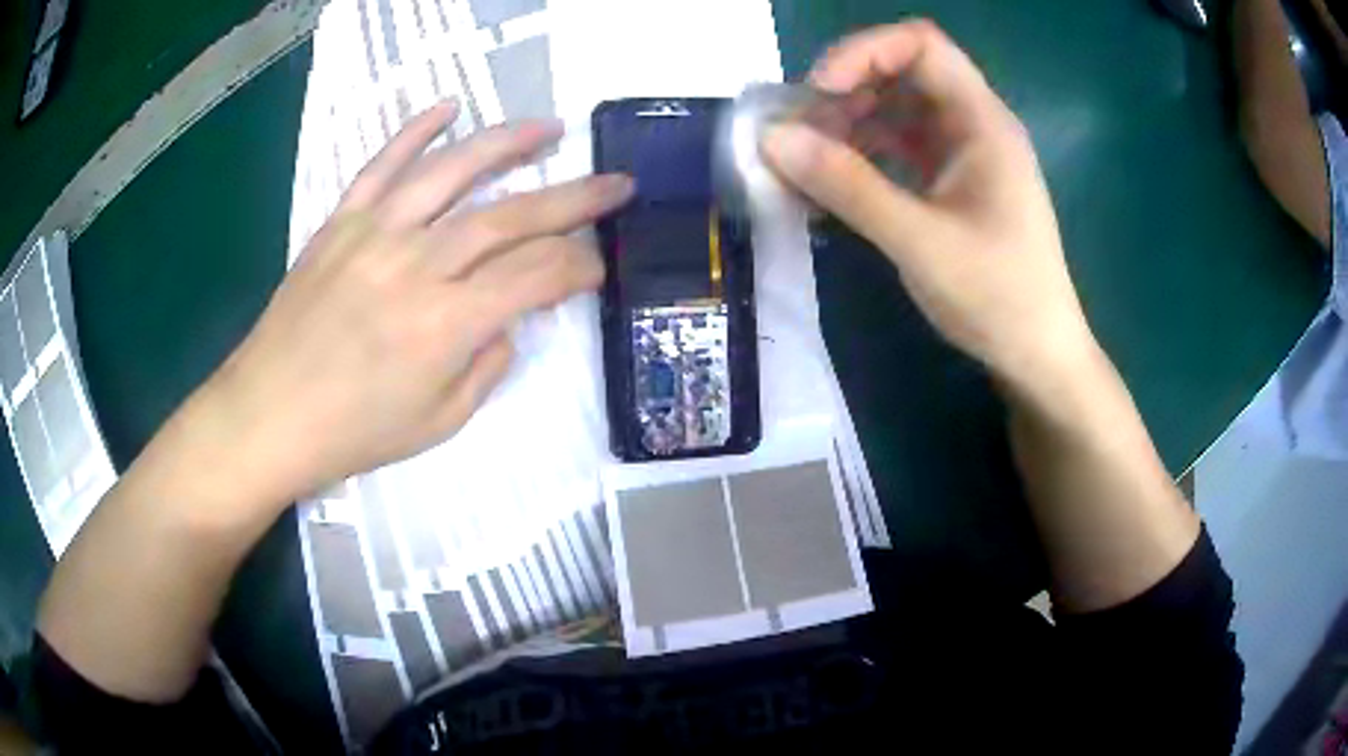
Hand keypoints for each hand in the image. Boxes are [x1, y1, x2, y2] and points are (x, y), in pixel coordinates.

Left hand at [186, 102, 632, 505]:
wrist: (268, 415)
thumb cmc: (353, 433)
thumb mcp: (439, 423)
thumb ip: (487, 366)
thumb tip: (508, 322)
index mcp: (448, 324)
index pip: (537, 276)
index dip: (580, 268)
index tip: (599, 265)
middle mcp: (419, 265)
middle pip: (512, 217)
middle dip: (575, 199)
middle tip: (616, 184)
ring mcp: (376, 234)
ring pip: (454, 172)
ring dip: (508, 144)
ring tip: (549, 128)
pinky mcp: (341, 223)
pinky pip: (382, 165)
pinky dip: (415, 131)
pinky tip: (449, 107)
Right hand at [762, 21, 1095, 390]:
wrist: (1039, 356)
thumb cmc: (998, 297)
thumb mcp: (919, 242)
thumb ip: (848, 186)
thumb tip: (773, 139)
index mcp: (982, 121)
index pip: (921, 44)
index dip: (863, 53)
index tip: (819, 93)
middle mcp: (974, 125)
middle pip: (904, 71)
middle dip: (847, 90)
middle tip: (802, 131)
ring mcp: (965, 154)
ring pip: (898, 110)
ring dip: (850, 123)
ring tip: (809, 160)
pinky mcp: (953, 183)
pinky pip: (901, 148)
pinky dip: (864, 155)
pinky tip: (834, 183)